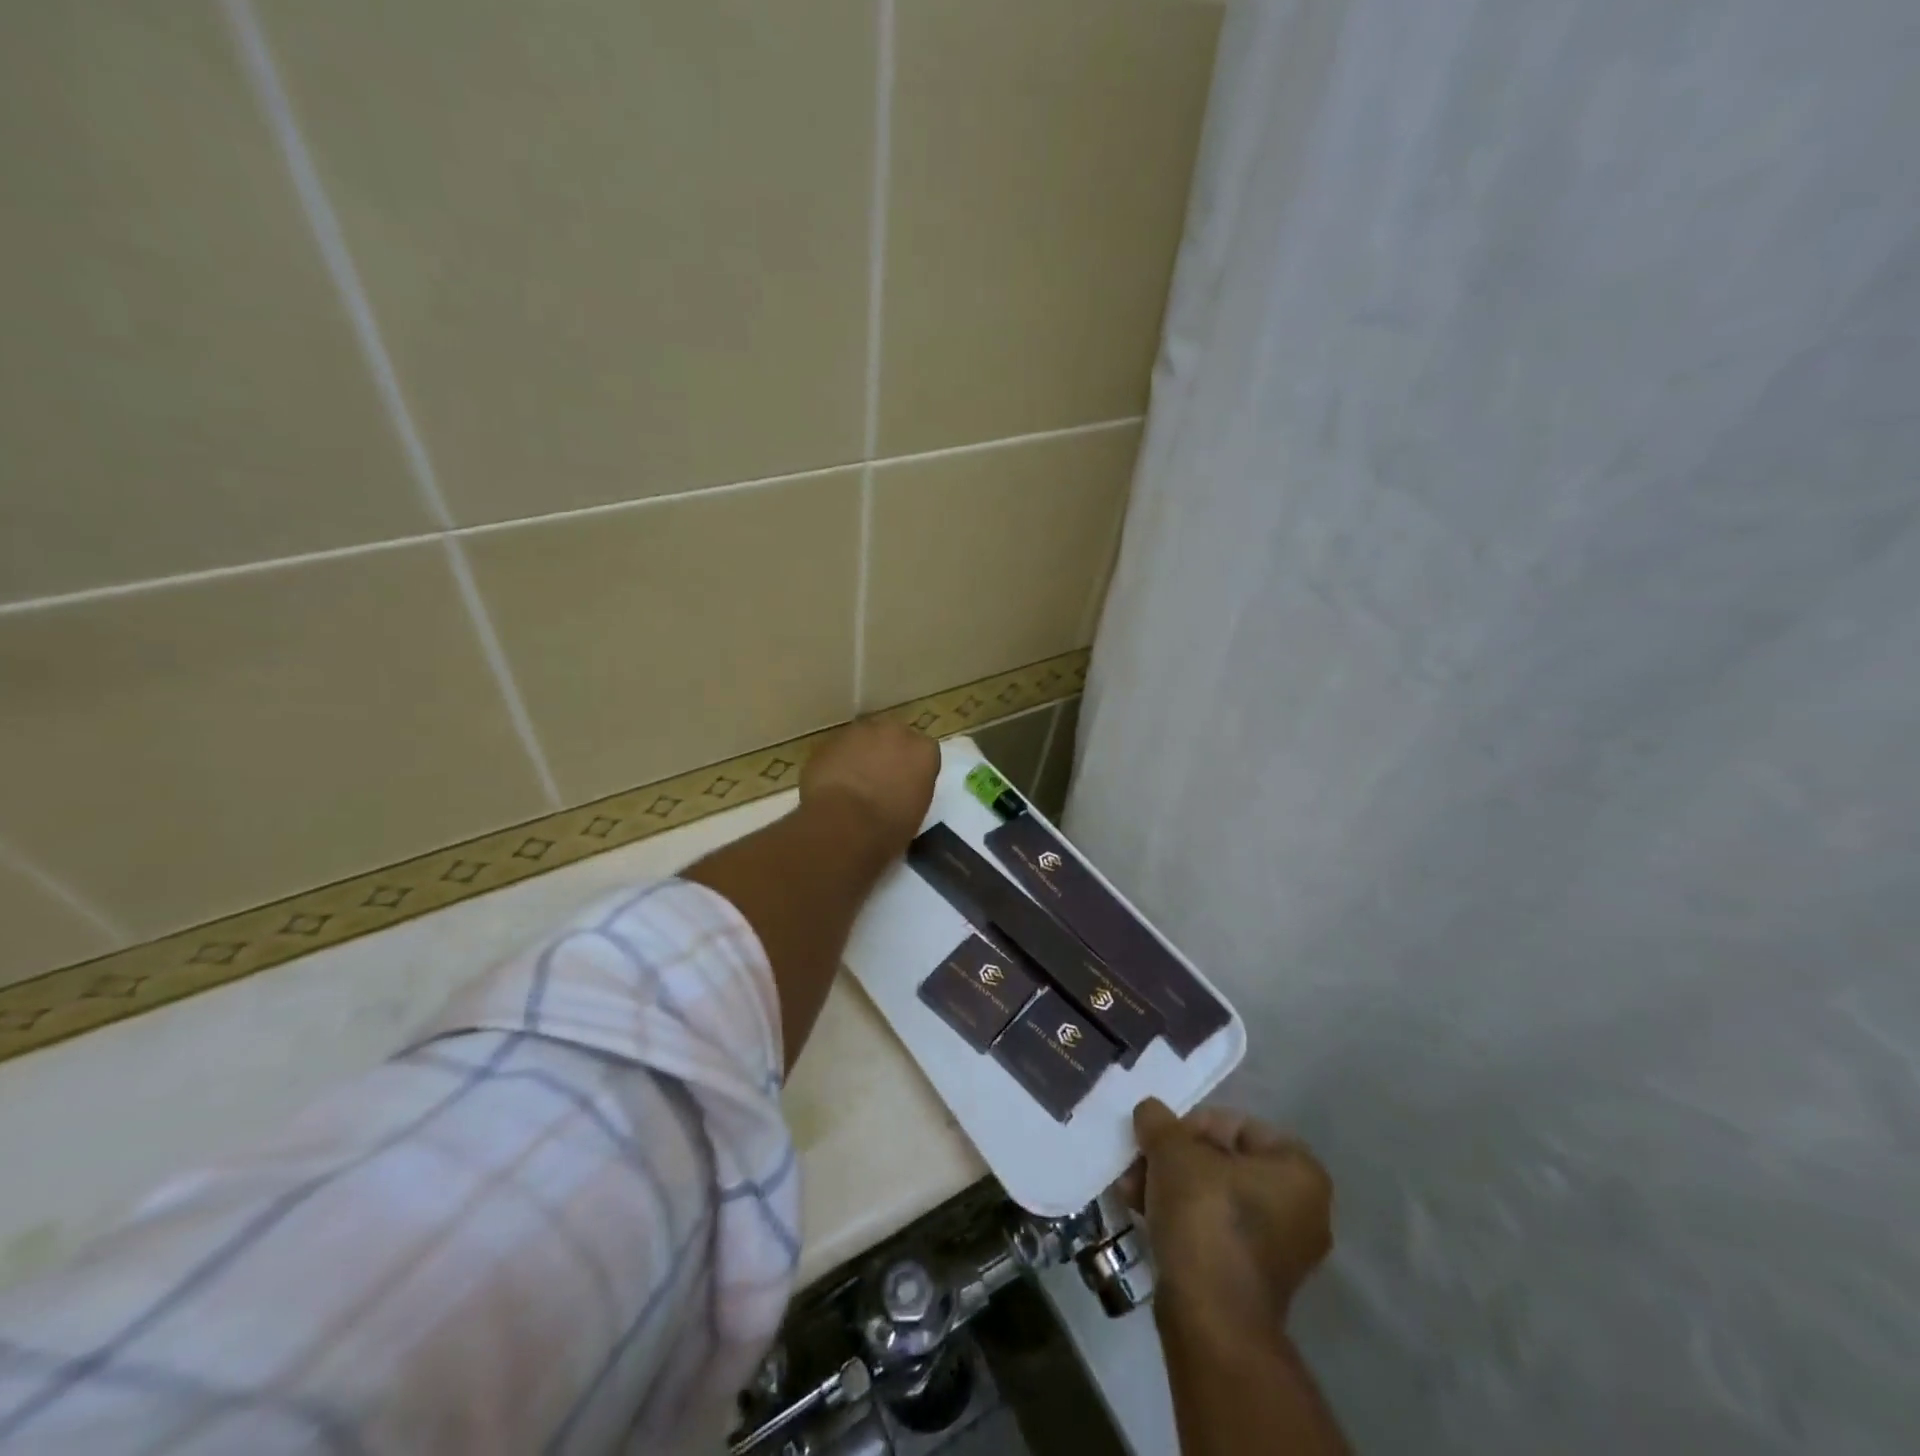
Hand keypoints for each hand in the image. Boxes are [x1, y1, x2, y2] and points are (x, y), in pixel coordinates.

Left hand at [800, 719, 939, 853]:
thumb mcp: (916, 812)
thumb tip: (900, 791)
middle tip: (880, 781)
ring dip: (861, 755)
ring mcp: (860, 732)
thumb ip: (912, 790)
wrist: (843, 824)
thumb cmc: (888, 828)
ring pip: (864, 739)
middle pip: (894, 738)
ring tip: (853, 784)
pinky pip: (839, 749)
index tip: (906, 787)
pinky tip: (833, 785)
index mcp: (924, 750)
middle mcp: (896, 732)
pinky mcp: (830, 740)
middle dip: (888, 754)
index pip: (924, 753)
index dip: (913, 770)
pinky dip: (838, 762)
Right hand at [1120, 1099, 1332, 1334]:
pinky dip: (1182, 1217)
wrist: (1211, 1317)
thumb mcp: (1172, 1150)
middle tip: (1140, 1162)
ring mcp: (1281, 1251)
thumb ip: (1159, 1121)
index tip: (1161, 1138)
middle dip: (1175, 1160)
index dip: (1193, 1125)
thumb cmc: (1205, 1215)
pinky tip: (1143, 1213)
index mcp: (1300, 1171)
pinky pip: (1215, 1230)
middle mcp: (1302, 1210)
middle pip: (1224, 1162)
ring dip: (1170, 1186)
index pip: (1238, 1125)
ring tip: (1131, 1189)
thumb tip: (1150, 1112)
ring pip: (1215, 1196)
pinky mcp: (1253, 1281)